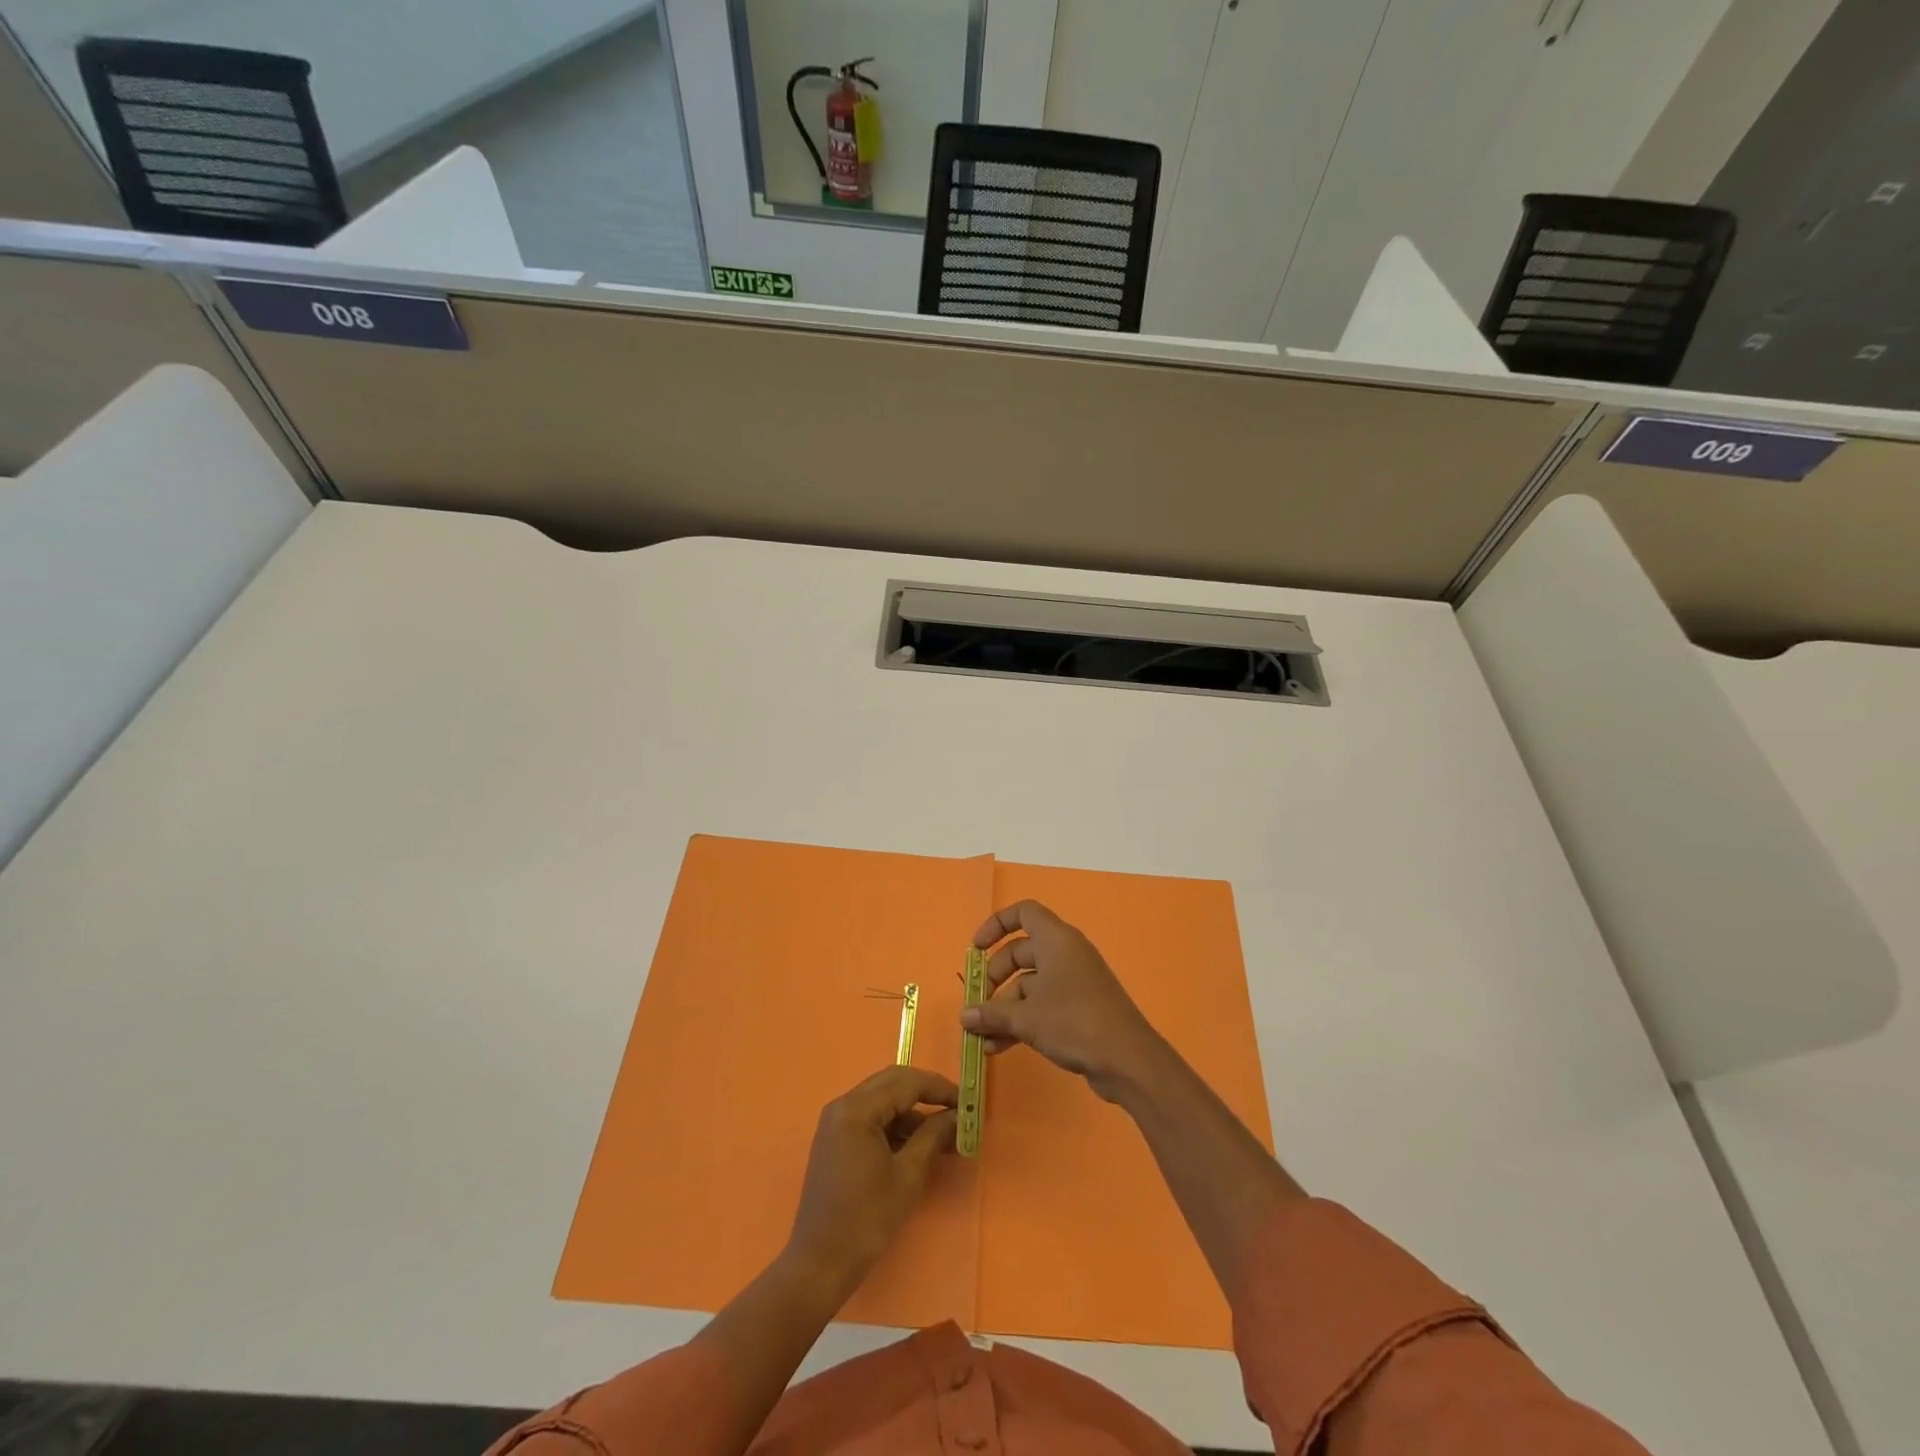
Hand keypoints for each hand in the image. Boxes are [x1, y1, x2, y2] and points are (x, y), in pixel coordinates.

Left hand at [785, 1066, 958, 1297]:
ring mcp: (836, 1122)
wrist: (819, 1264)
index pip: (905, 1082)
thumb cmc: (867, 1220)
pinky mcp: (836, 1138)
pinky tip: (918, 1144)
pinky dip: (895, 1124)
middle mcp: (843, 1105)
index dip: (939, 1088)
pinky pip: (871, 1117)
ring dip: (912, 1111)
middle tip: (956, 1109)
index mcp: (856, 1109)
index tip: (967, 1101)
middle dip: (926, 1092)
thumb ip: (933, 1137)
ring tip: (944, 1133)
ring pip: (882, 1099)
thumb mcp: (908, 1176)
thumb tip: (957, 1115)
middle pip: (892, 1083)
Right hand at [960, 901, 1165, 1101]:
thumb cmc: (1074, 1022)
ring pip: (1030, 984)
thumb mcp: (1026, 1017)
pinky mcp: (1080, 1008)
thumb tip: (964, 1015)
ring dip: (1004, 1008)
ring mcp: (1075, 981)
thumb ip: (991, 1013)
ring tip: (981, 1037)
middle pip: (1021, 952)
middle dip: (995, 977)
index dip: (996, 925)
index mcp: (1056, 940)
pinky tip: (999, 1048)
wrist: (1128, 1060)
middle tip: (978, 1002)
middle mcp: (1066, 954)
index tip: (975, 949)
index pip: (1024, 913)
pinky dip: (1022, 1020)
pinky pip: (1043, 1004)